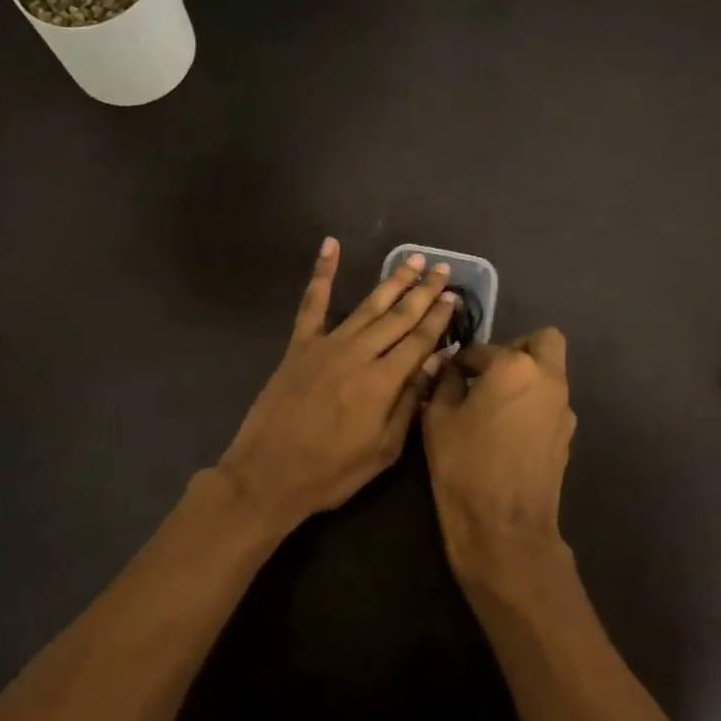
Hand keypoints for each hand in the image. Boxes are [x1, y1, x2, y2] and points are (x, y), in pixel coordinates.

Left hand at [218, 238, 458, 530]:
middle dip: (422, 292)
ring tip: (411, 260)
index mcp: (383, 382)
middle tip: (441, 269)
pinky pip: (312, 303)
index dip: (438, 318)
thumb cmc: (331, 472)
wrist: (267, 474)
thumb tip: (434, 362)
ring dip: (391, 281)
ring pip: (367, 306)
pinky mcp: (299, 346)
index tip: (453, 297)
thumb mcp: (383, 450)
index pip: (419, 341)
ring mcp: (326, 345)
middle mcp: (359, 354)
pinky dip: (322, 273)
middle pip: (398, 316)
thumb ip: (409, 403)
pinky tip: (330, 246)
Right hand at [423, 329, 577, 592]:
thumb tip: (449, 368)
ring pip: (550, 374)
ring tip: (493, 407)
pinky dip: (532, 406)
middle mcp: (548, 379)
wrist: (504, 529)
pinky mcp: (567, 437)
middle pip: (543, 342)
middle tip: (488, 374)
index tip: (448, 375)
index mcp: (514, 367)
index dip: (462, 361)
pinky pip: (550, 404)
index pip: (483, 349)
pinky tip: (507, 433)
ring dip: (526, 379)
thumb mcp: (438, 419)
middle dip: (516, 349)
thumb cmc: (464, 466)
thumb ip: (445, 383)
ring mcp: (563, 409)